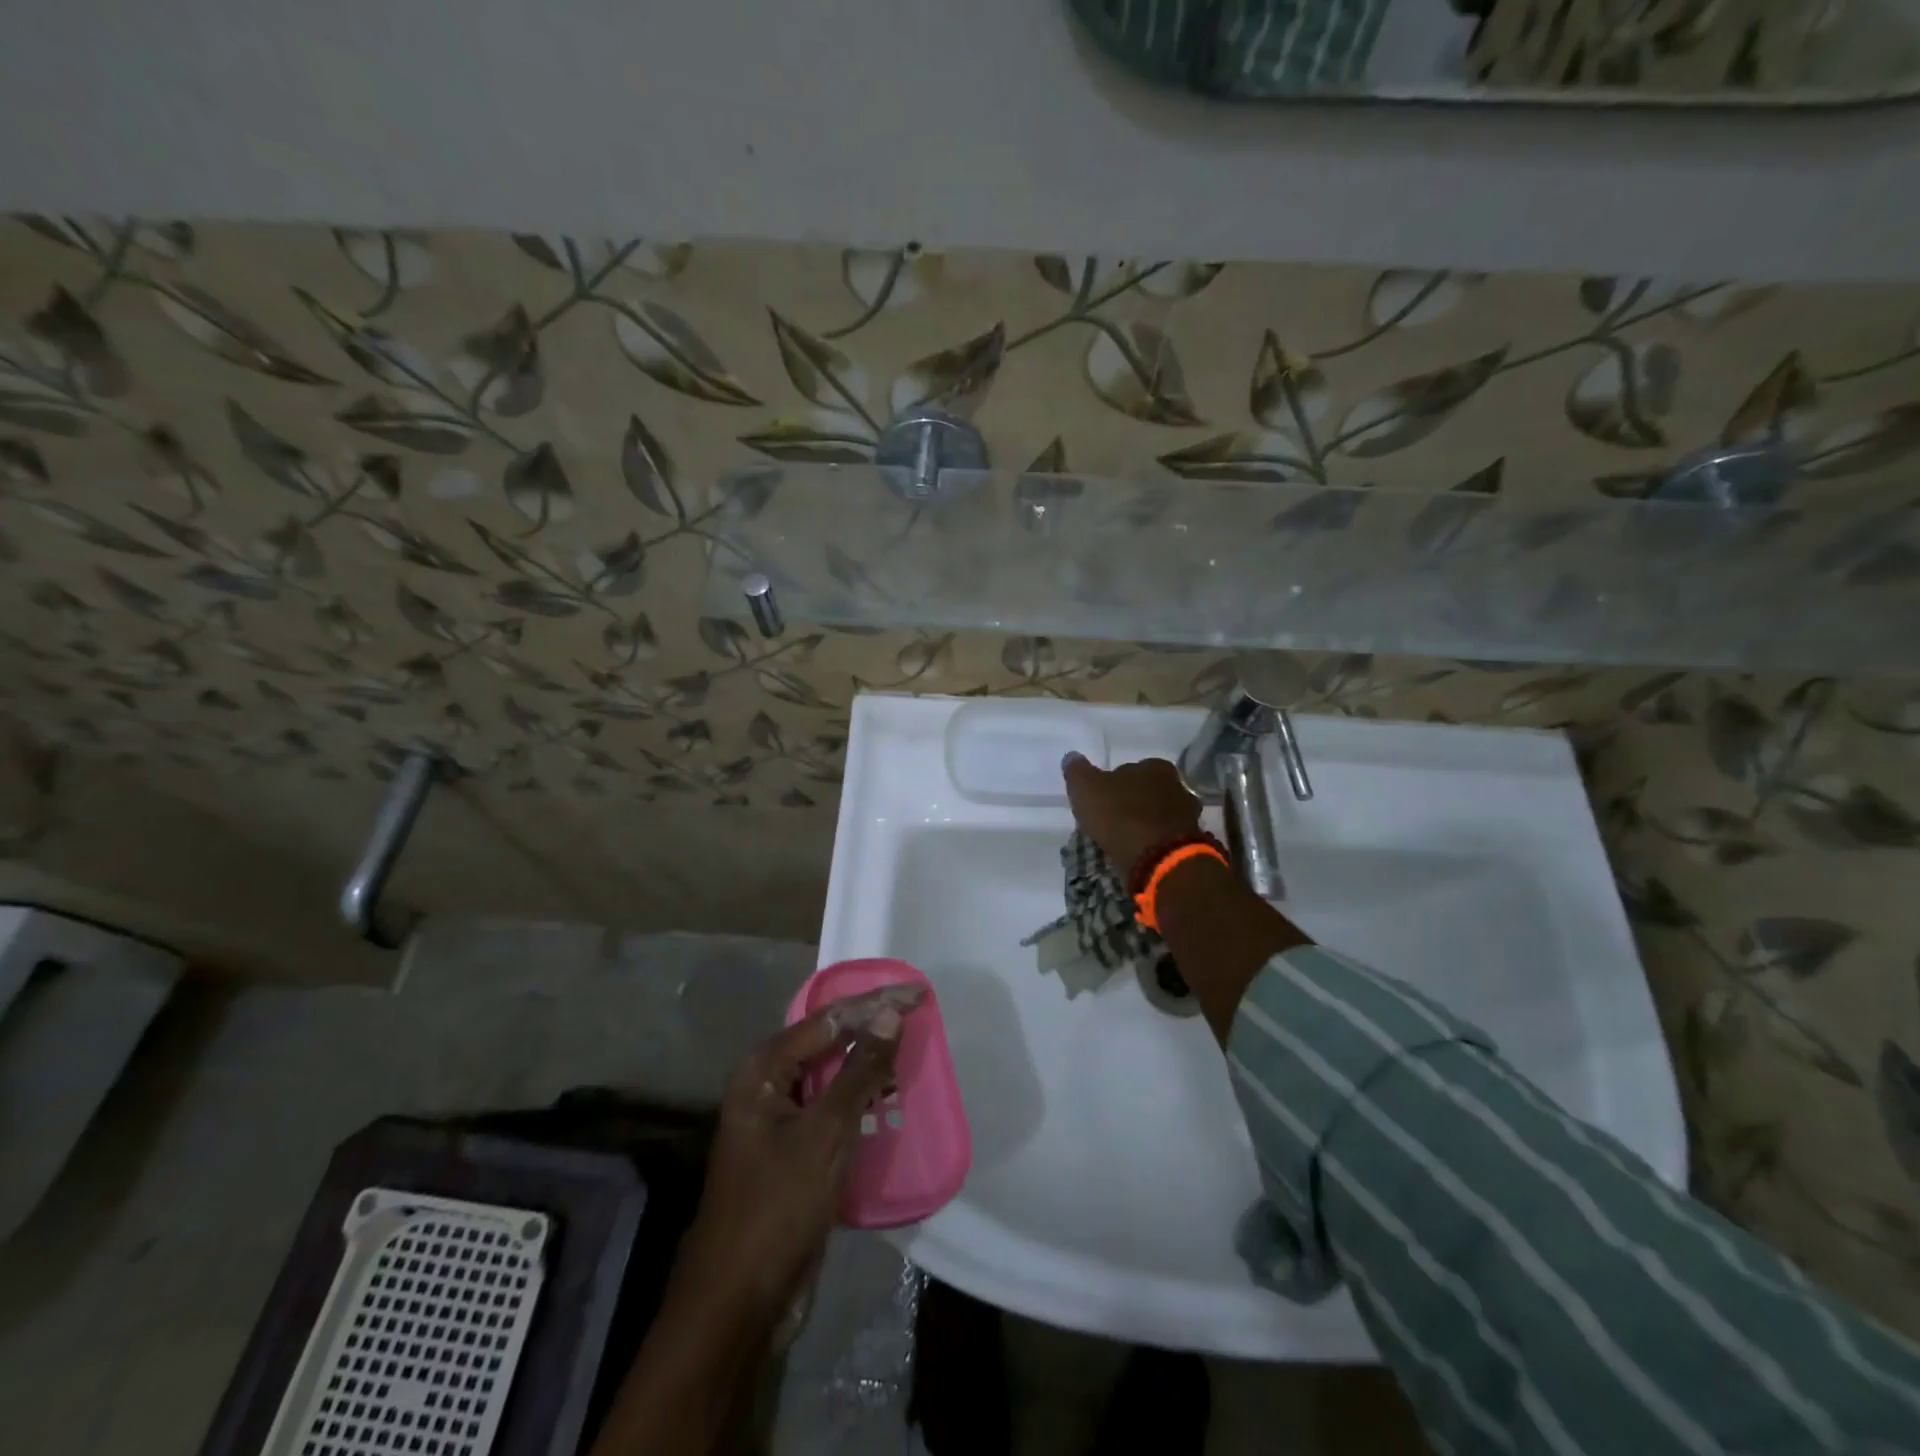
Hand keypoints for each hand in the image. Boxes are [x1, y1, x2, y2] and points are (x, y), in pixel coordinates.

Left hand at [666, 985, 922, 1324]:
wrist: (739, 1302)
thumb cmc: (777, 1206)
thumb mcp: (825, 1133)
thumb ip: (859, 1071)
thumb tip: (890, 1015)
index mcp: (764, 1069)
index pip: (829, 1020)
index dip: (875, 1003)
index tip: (919, 992)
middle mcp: (768, 1084)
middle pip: (829, 1041)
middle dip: (872, 1026)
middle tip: (918, 1014)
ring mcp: (780, 1119)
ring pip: (833, 1075)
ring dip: (869, 1062)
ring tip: (911, 1046)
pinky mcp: (795, 1150)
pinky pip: (833, 1108)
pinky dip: (862, 1097)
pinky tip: (890, 1093)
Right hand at [1062, 753, 1202, 882]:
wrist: (1160, 859)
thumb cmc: (1121, 816)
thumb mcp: (1086, 789)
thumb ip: (1077, 771)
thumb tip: (1072, 757)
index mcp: (1154, 767)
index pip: (1130, 769)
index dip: (1114, 783)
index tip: (1102, 799)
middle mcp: (1177, 785)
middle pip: (1149, 791)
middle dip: (1134, 802)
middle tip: (1113, 819)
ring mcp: (1189, 815)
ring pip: (1160, 814)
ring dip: (1146, 823)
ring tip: (1127, 839)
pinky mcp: (1192, 843)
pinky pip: (1167, 837)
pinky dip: (1155, 842)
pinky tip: (1141, 853)